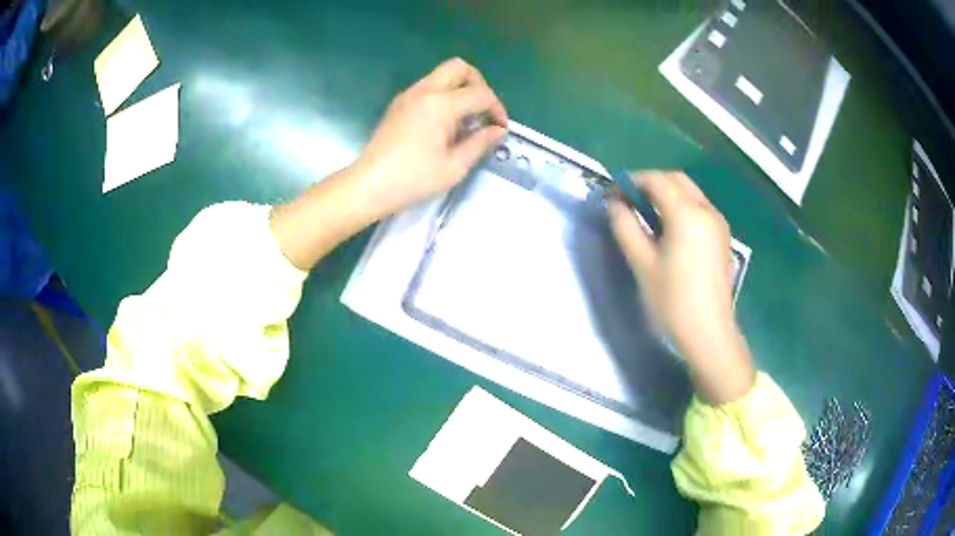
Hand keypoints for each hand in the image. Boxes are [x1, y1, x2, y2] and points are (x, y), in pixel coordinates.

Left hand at [352, 57, 507, 220]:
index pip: (480, 93)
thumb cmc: (413, 179)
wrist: (369, 185)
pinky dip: (444, 95)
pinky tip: (444, 123)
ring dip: (460, 88)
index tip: (500, 128)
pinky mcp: (399, 103)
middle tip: (482, 110)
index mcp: (440, 104)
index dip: (496, 108)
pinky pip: (428, 86)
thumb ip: (480, 143)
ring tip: (465, 119)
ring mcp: (408, 94)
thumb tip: (498, 130)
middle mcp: (424, 91)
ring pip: (442, 74)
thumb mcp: (454, 166)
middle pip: (459, 67)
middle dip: (478, 83)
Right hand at [607, 171, 753, 403]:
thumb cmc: (673, 302)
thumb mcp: (642, 264)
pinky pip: (699, 207)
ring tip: (646, 214)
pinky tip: (669, 228)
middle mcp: (707, 210)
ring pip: (690, 191)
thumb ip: (625, 227)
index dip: (632, 181)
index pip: (657, 180)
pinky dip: (681, 205)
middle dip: (651, 182)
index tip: (614, 194)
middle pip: (676, 179)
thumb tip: (614, 203)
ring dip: (666, 193)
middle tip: (629, 201)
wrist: (709, 334)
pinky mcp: (722, 236)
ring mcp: (718, 222)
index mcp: (687, 214)